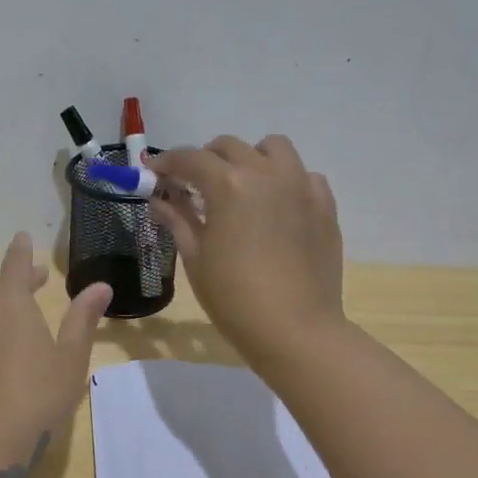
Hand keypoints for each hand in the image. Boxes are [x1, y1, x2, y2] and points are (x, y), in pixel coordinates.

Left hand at [0, 232, 111, 465]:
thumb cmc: (35, 399)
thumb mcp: (70, 360)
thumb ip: (82, 320)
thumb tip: (100, 286)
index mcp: (9, 304)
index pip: (16, 265)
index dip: (22, 251)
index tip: (23, 237)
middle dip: (17, 286)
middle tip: (36, 283)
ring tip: (18, 330)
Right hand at [149, 135, 343, 363]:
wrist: (296, 330)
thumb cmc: (234, 298)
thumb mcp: (196, 258)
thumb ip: (177, 219)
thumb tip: (158, 199)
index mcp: (228, 184)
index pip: (190, 159)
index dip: (166, 163)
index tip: (153, 173)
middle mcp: (265, 173)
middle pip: (229, 147)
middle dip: (205, 159)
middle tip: (194, 185)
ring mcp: (300, 186)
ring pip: (273, 148)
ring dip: (250, 158)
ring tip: (241, 186)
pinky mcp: (324, 205)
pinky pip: (304, 175)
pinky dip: (286, 180)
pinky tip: (277, 206)